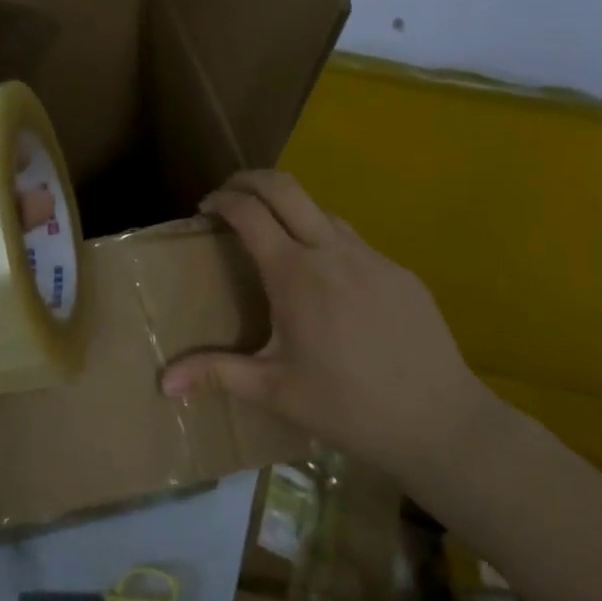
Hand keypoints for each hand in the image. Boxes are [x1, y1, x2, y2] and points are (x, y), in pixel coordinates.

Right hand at [161, 171, 496, 480]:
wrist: (439, 421)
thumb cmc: (347, 406)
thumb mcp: (275, 391)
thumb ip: (217, 374)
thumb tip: (163, 381)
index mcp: (295, 274)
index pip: (250, 212)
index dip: (222, 200)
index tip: (205, 209)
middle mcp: (332, 251)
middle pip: (285, 187)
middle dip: (250, 180)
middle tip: (229, 196)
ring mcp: (371, 257)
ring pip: (322, 210)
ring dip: (290, 210)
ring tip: (274, 240)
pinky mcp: (399, 272)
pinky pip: (353, 241)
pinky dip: (325, 240)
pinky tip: (327, 282)